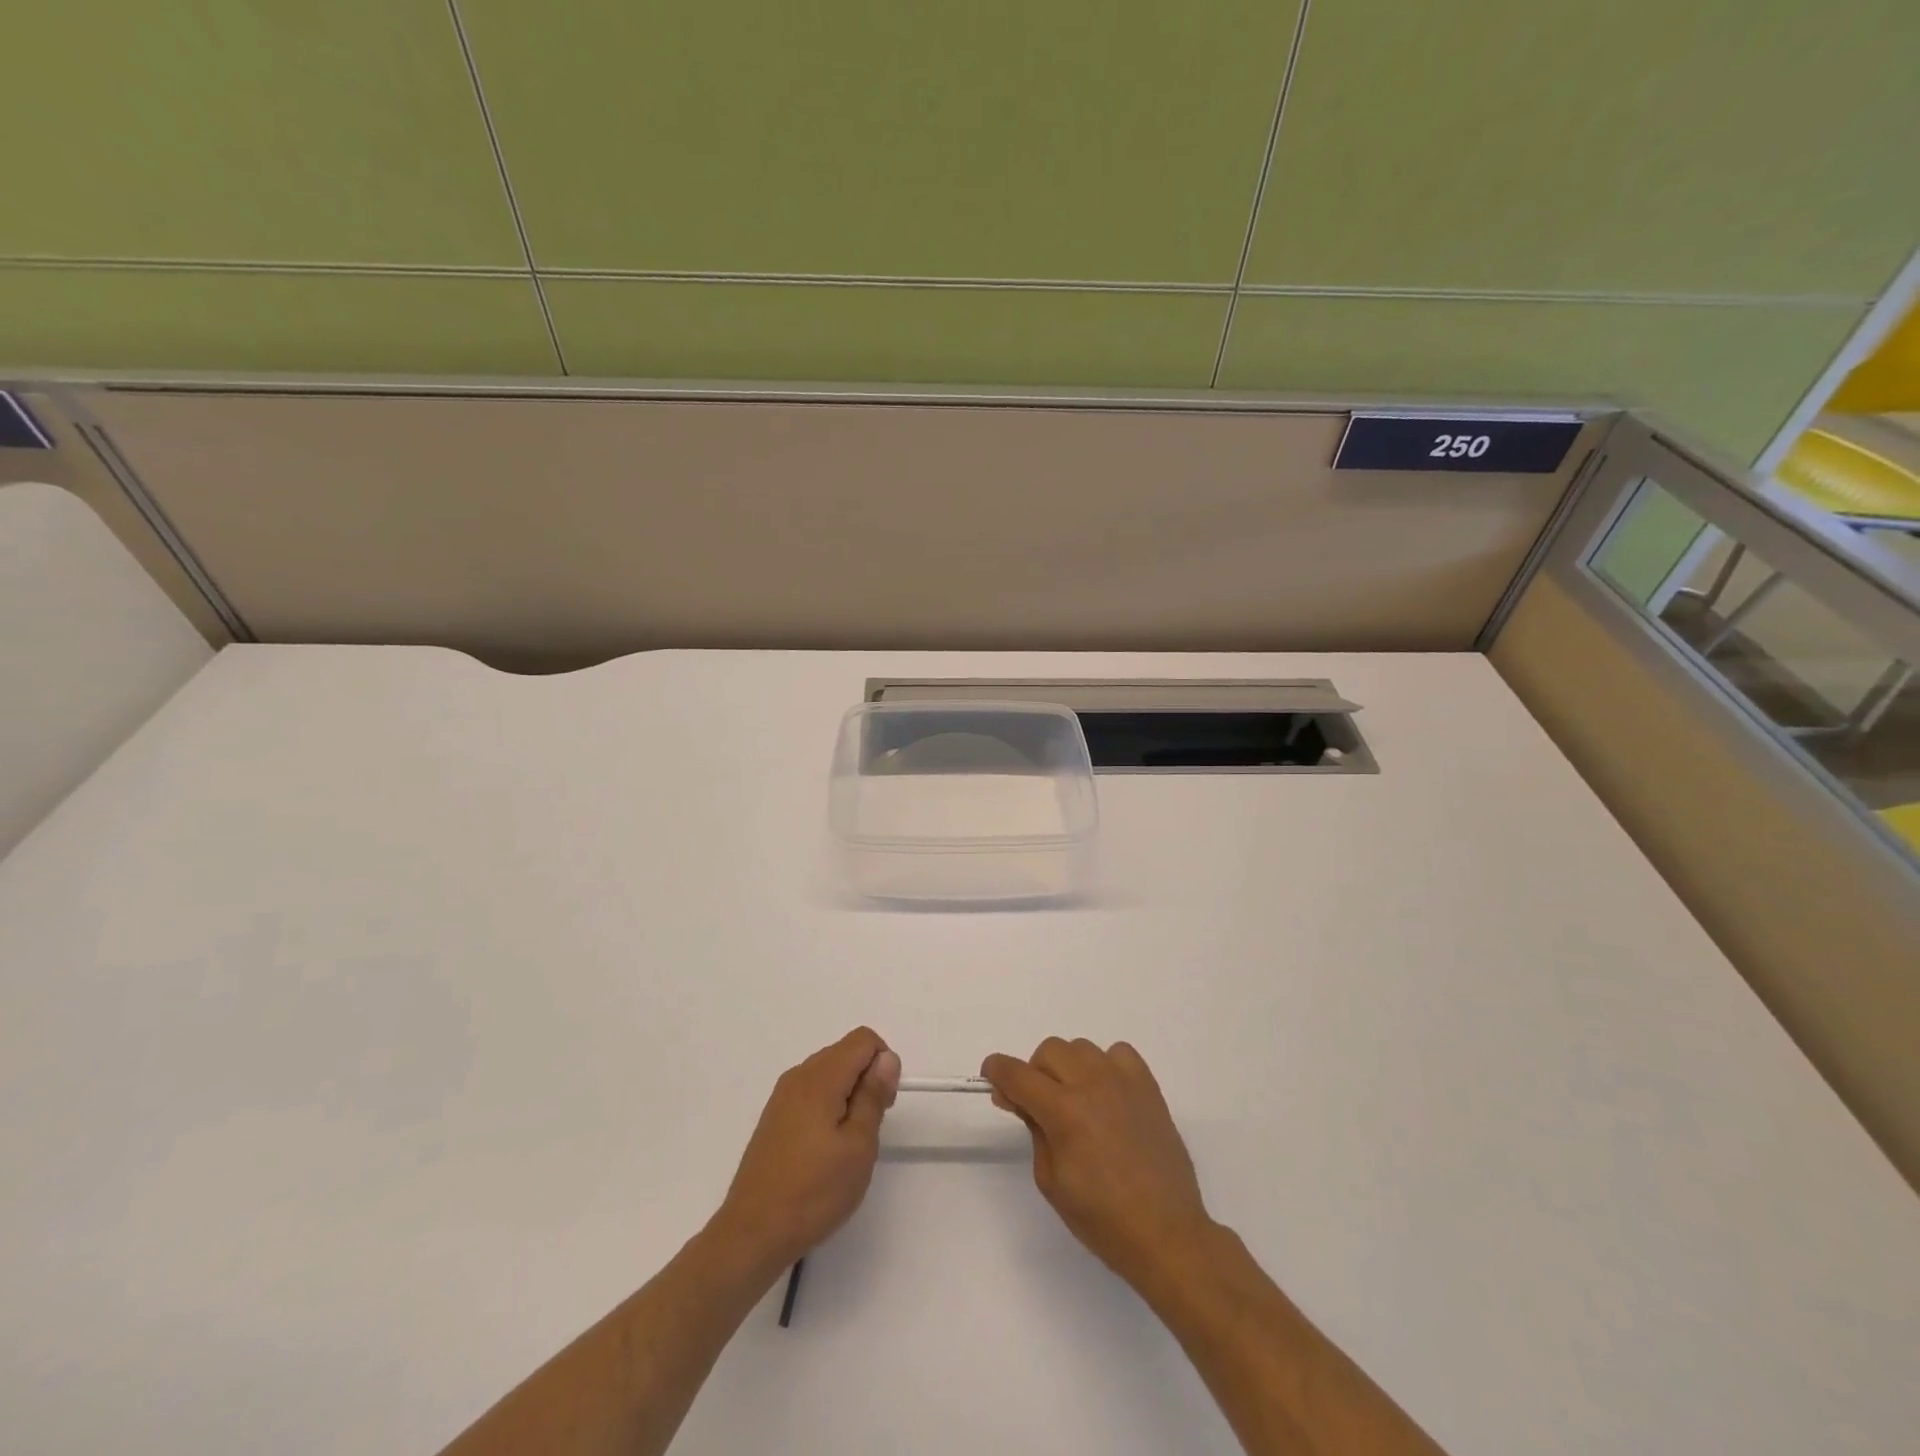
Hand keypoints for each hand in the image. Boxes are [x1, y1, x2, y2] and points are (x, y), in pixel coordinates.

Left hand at [708, 1027, 900, 1278]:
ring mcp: (782, 1096)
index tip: (884, 1104)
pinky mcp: (774, 1117)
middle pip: (845, 1053)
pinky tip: (825, 1149)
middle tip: (870, 1128)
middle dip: (867, 1078)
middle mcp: (798, 1076)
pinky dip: (828, 1107)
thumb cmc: (813, 1191)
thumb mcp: (858, 1146)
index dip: (884, 1063)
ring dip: (848, 1094)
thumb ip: (873, 1095)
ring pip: (828, 1073)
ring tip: (849, 1144)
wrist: (752, 1234)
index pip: (863, 1039)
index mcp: (820, 1078)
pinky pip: (811, 1092)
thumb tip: (886, 1057)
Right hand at [982, 1038, 1212, 1290]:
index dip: (997, 1070)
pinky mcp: (1148, 1086)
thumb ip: (1033, 1128)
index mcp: (1063, 1111)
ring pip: (1081, 1048)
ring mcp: (1122, 1081)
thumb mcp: (1051, 1180)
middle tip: (1039, 1104)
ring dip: (1069, 1068)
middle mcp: (1091, 1085)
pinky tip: (1107, 1094)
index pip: (1017, 1073)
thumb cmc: (1102, 1218)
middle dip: (1035, 1073)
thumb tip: (1019, 1098)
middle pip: (1049, 1051)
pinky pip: (1118, 1053)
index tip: (991, 1075)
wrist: (1165, 1233)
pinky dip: (1105, 1065)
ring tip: (1076, 1101)